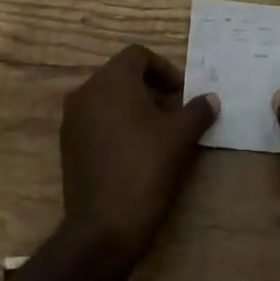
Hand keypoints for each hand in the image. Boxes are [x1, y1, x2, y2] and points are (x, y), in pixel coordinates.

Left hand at [60, 45, 217, 266]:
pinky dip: (115, 123)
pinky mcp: (68, 144)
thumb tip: (211, 99)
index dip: (164, 69)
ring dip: (132, 105)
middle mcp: (86, 91)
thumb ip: (197, 111)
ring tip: (157, 132)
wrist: (103, 226)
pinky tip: (134, 150)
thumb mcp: (181, 137)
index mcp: (112, 80)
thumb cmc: (146, 168)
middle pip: (121, 74)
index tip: (181, 93)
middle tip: (174, 111)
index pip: (138, 54)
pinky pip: (95, 119)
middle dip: (149, 87)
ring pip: (107, 97)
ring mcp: (72, 118)